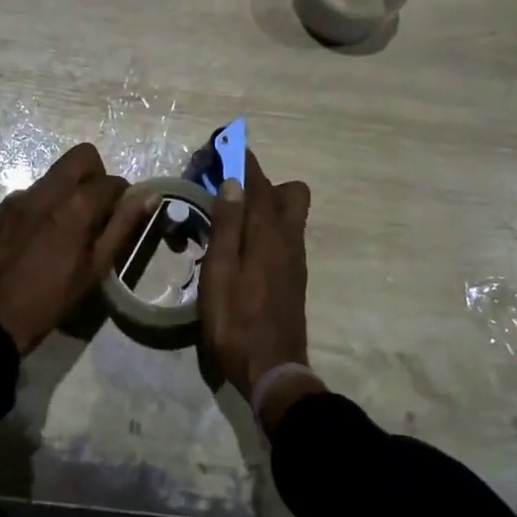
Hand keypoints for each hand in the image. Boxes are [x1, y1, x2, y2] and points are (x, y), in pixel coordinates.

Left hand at [0, 142, 152, 355]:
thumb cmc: (53, 298)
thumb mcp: (96, 267)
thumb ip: (123, 226)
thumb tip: (148, 197)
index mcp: (76, 206)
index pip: (112, 181)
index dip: (124, 196)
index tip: (122, 216)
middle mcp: (48, 190)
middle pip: (82, 156)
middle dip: (97, 175)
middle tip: (97, 209)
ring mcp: (22, 196)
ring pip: (57, 174)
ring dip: (71, 189)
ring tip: (69, 227)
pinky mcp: (4, 207)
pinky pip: (35, 191)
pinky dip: (47, 203)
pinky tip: (43, 235)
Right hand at [200, 151, 313, 411]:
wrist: (272, 370)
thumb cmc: (236, 322)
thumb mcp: (220, 273)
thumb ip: (227, 226)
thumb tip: (232, 183)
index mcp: (269, 233)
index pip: (259, 181)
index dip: (241, 159)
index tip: (221, 146)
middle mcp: (290, 238)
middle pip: (288, 192)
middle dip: (259, 181)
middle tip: (225, 193)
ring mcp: (296, 258)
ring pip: (289, 214)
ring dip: (262, 204)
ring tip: (226, 219)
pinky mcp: (294, 275)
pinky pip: (284, 234)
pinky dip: (264, 227)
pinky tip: (238, 246)